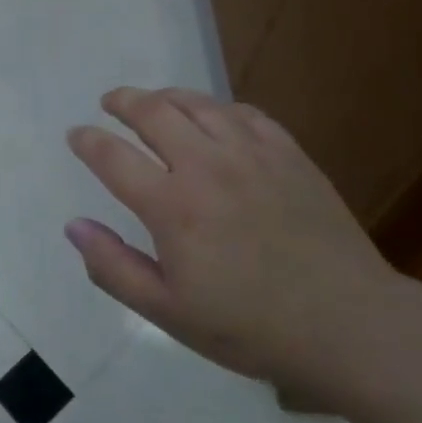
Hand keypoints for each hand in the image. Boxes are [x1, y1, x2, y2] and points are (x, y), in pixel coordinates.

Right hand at [65, 87, 407, 401]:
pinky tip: (213, 117)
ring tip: (153, 101)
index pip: (113, 156)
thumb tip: (73, 226)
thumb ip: (114, 267)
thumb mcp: (169, 312)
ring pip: (197, 103)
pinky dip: (216, 107)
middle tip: (109, 102)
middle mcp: (206, 165)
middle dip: (122, 101)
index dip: (87, 141)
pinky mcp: (288, 152)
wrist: (348, 324)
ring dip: (166, 96)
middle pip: (152, 112)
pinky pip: (243, 112)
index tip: (76, 135)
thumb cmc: (250, 326)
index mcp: (172, 206)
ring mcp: (251, 153)